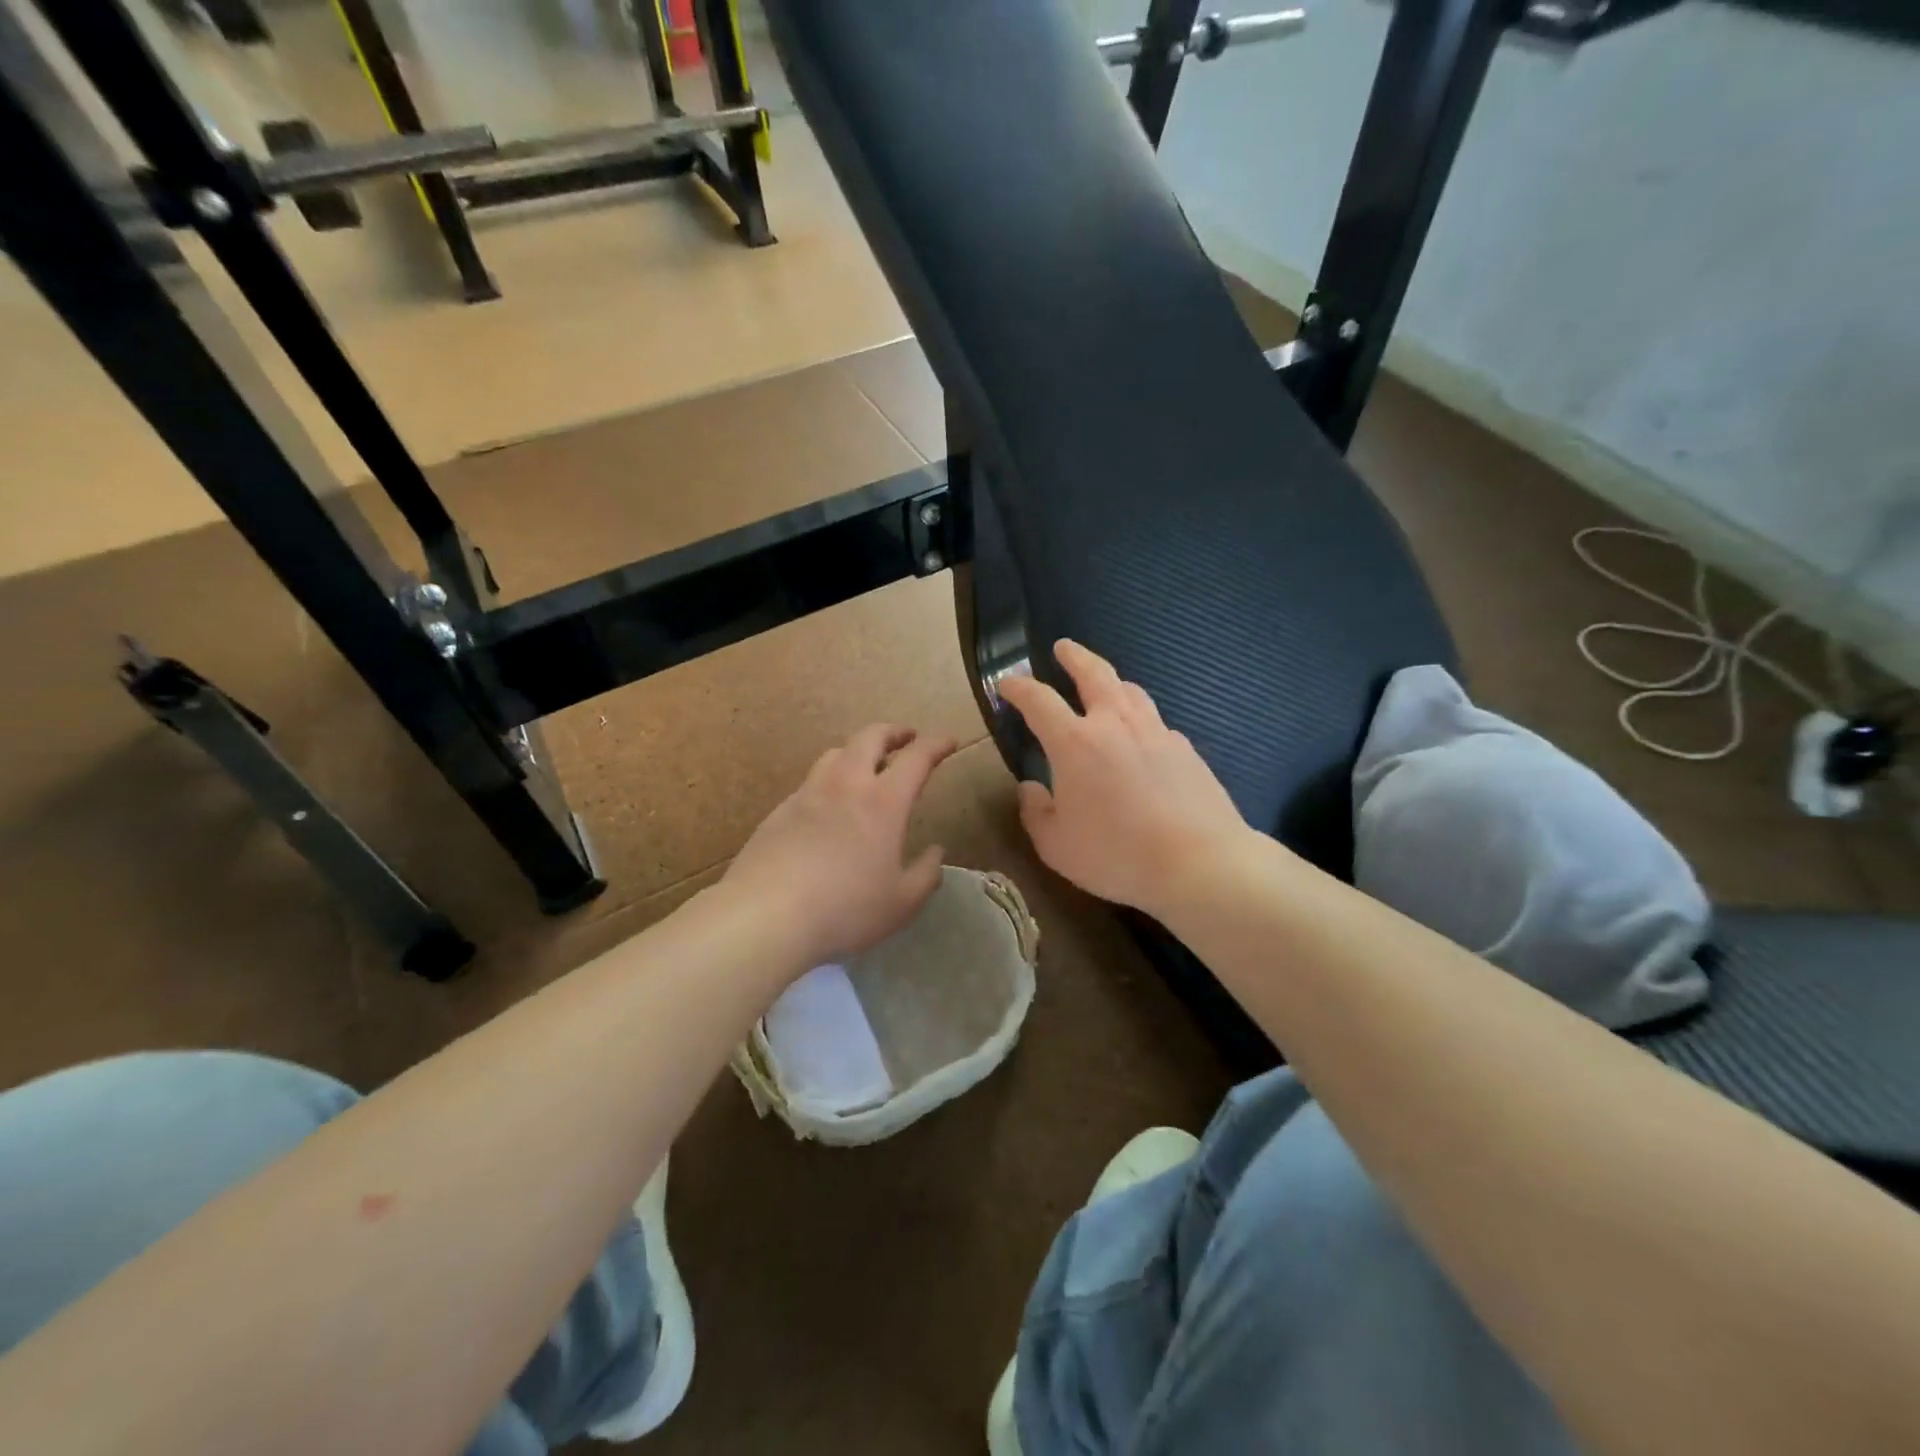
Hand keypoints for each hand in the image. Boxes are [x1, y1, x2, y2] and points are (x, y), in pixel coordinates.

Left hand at [723, 723, 957, 969]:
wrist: (766, 915)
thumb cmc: (845, 909)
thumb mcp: (901, 903)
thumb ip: (926, 875)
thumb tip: (936, 853)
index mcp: (883, 802)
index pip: (917, 757)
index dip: (937, 744)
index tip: (949, 741)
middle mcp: (846, 785)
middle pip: (870, 737)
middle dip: (893, 732)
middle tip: (906, 738)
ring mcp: (808, 794)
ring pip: (835, 753)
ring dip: (858, 751)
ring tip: (866, 766)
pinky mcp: (779, 810)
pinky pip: (811, 782)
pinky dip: (829, 780)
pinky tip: (828, 805)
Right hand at [998, 640, 1253, 918]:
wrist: (1199, 864)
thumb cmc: (1116, 855)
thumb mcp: (1056, 845)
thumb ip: (1035, 812)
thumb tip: (1030, 788)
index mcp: (1075, 742)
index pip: (1039, 700)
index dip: (1018, 687)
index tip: (1006, 682)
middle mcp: (1115, 724)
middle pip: (1094, 674)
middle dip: (1075, 656)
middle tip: (1063, 647)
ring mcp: (1156, 732)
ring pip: (1131, 691)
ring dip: (1112, 682)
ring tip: (1105, 685)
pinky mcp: (1186, 750)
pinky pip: (1156, 723)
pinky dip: (1140, 720)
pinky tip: (1142, 740)